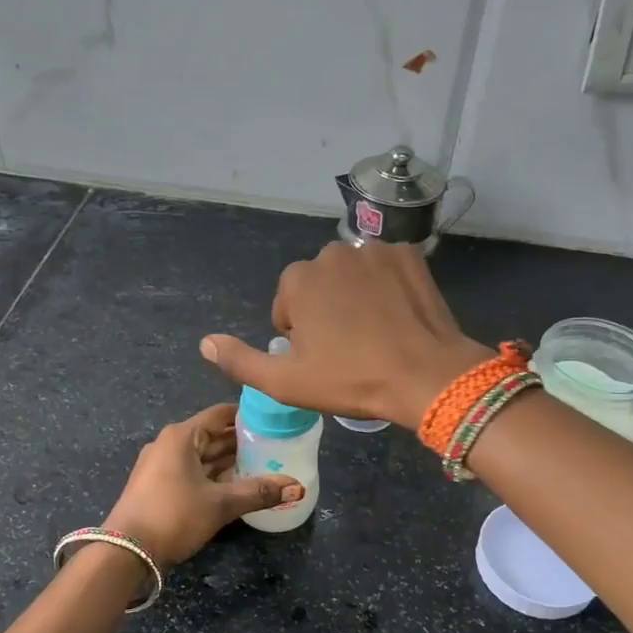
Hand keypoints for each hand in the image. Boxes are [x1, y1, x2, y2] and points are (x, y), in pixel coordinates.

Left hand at [102, 403, 302, 566]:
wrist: (126, 552)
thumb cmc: (173, 516)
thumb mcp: (220, 504)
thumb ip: (258, 492)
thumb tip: (297, 487)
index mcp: (181, 436)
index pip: (221, 414)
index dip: (248, 416)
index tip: (275, 421)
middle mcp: (169, 444)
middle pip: (212, 435)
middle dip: (242, 442)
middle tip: (276, 447)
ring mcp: (160, 466)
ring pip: (202, 456)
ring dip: (228, 461)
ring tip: (263, 466)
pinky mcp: (157, 486)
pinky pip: (192, 472)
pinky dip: (213, 475)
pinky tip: (236, 486)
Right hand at [200, 242, 491, 427]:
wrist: (427, 376)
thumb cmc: (352, 380)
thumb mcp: (286, 382)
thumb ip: (240, 361)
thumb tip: (205, 342)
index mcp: (298, 280)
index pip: (287, 307)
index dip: (300, 337)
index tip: (322, 359)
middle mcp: (332, 253)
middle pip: (318, 286)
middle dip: (326, 311)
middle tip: (349, 349)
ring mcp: (375, 250)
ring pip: (352, 275)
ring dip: (355, 297)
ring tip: (376, 334)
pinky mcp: (410, 254)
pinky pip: (386, 269)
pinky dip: (388, 287)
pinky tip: (398, 316)